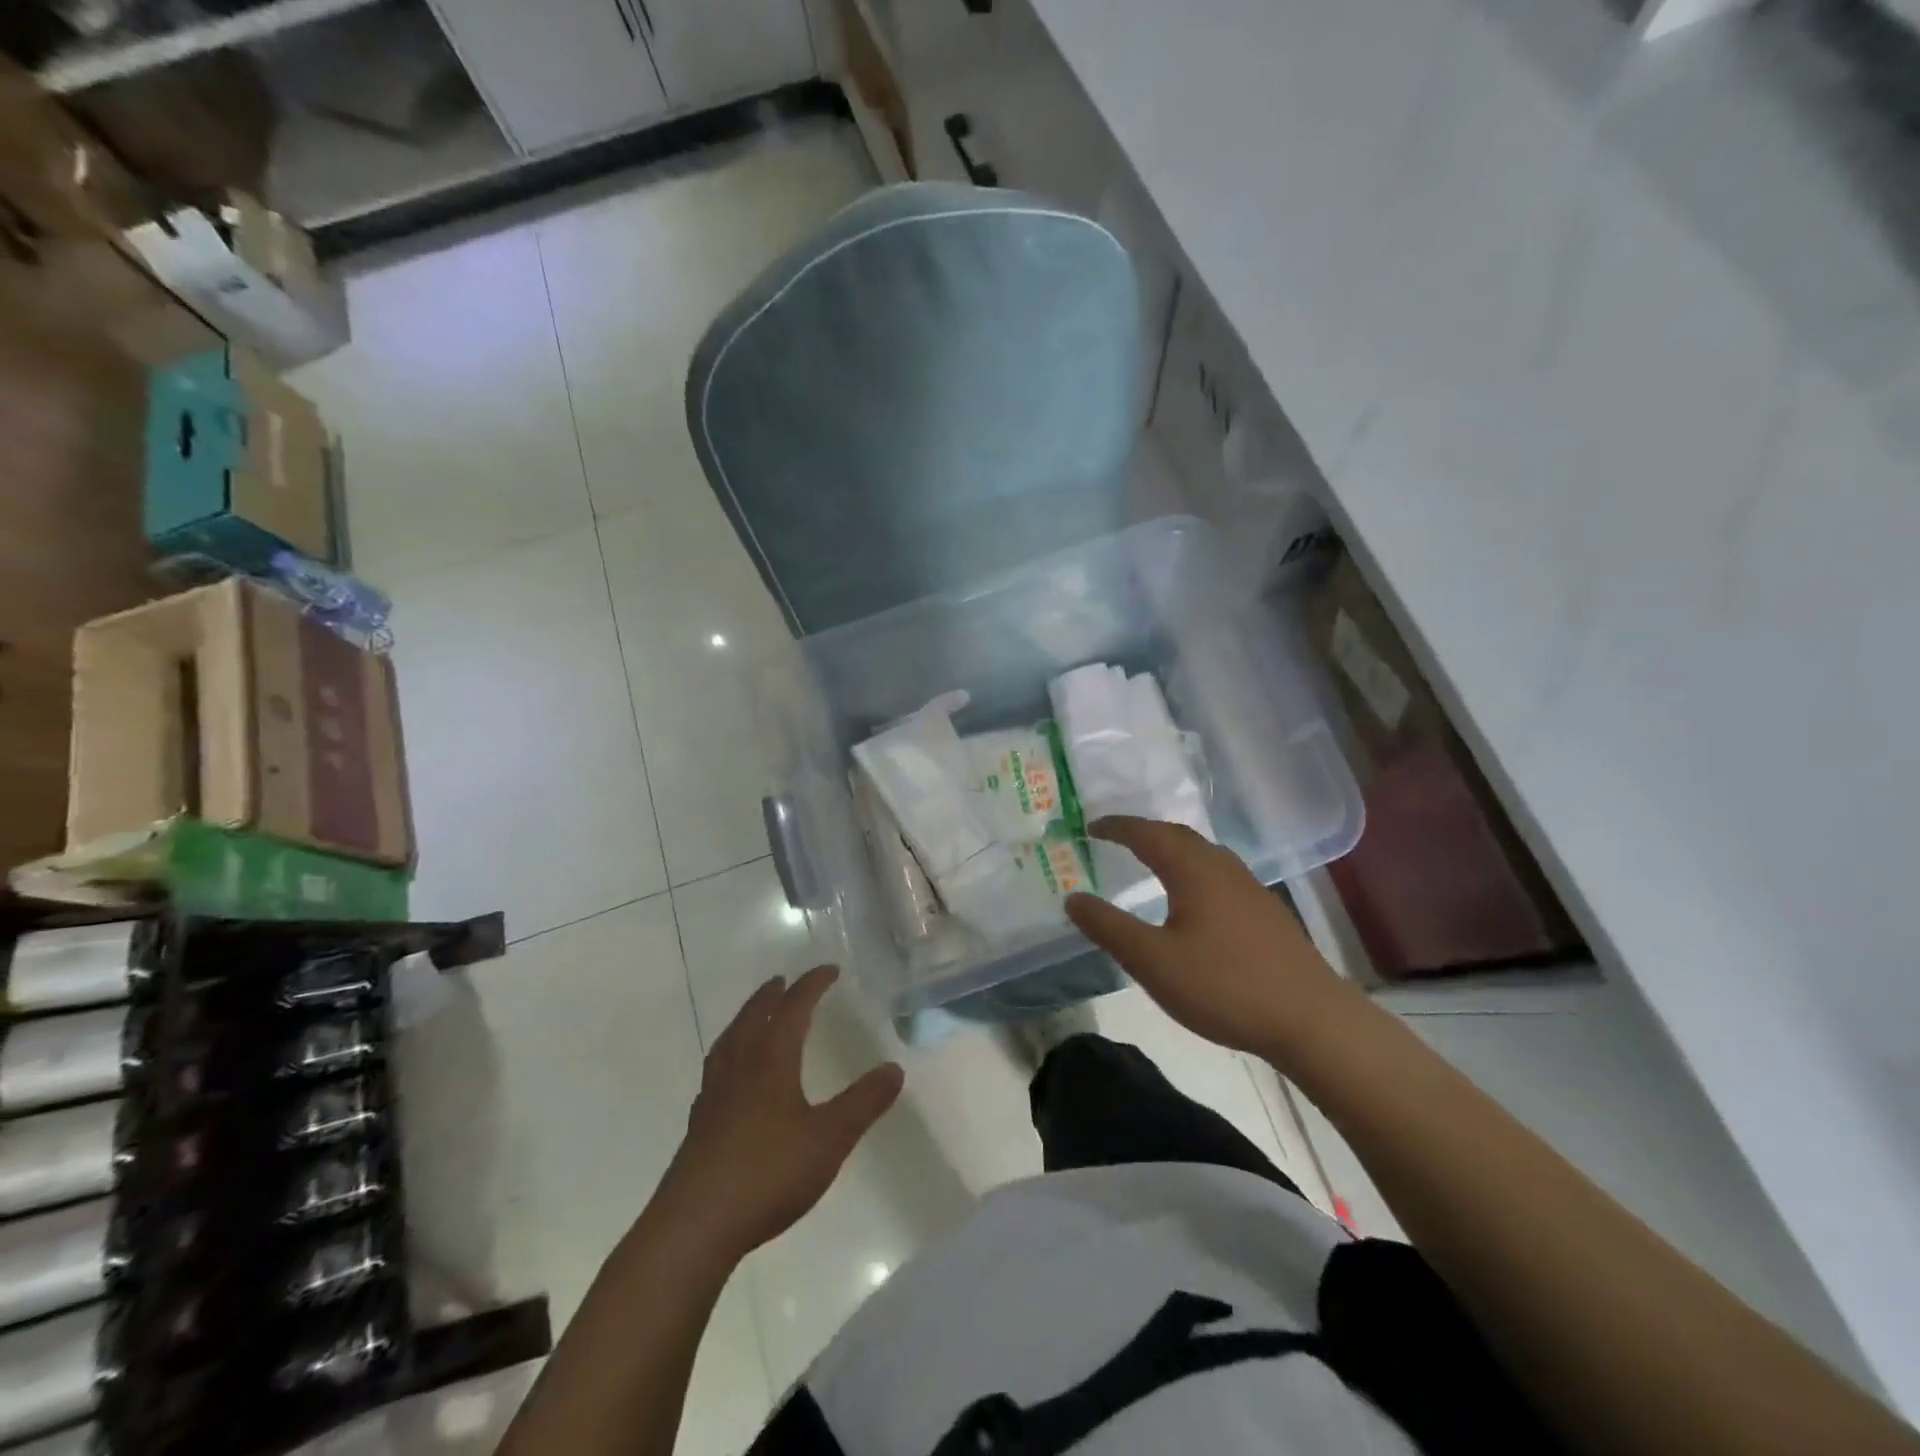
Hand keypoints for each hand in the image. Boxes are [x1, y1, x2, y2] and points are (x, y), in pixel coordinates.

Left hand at [660, 965, 903, 1262]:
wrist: (694, 1226)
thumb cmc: (768, 1173)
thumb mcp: (830, 1138)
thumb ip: (863, 1102)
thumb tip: (894, 1067)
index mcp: (770, 1061)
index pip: (793, 1009)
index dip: (812, 985)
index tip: (829, 970)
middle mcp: (739, 1068)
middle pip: (753, 1017)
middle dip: (771, 996)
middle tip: (782, 981)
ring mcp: (713, 1097)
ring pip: (729, 1042)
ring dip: (745, 1020)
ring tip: (753, 1016)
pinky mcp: (699, 1126)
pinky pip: (716, 1071)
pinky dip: (729, 1055)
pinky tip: (732, 1077)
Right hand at [1065, 816, 1357, 1063]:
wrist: (1311, 1019)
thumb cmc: (1224, 985)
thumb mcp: (1153, 961)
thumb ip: (1109, 927)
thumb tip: (1072, 898)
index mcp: (1192, 870)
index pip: (1147, 833)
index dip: (1116, 827)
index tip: (1091, 827)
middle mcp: (1222, 867)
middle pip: (1178, 835)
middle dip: (1144, 832)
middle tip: (1116, 839)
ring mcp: (1249, 888)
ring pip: (1202, 854)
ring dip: (1172, 849)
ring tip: (1150, 862)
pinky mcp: (1266, 912)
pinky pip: (1218, 873)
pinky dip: (1192, 870)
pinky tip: (1193, 899)